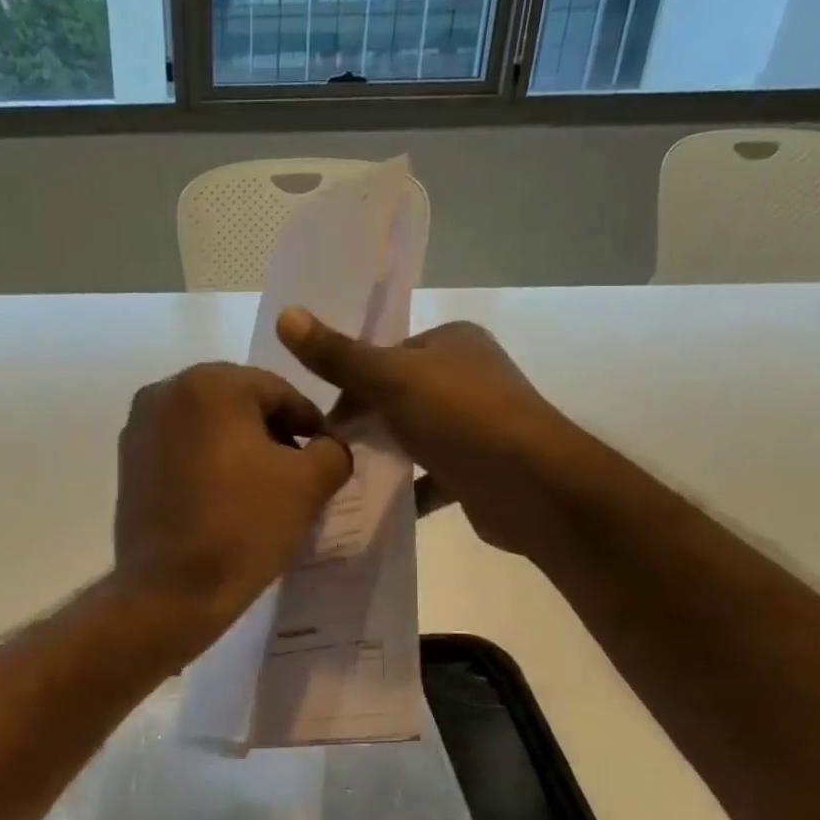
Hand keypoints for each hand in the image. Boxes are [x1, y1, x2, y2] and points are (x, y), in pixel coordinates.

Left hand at [114, 363, 351, 647]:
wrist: (170, 591)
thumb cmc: (242, 528)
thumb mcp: (309, 485)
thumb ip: (334, 450)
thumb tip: (328, 444)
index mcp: (210, 383)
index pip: (279, 391)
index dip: (310, 424)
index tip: (326, 459)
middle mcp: (165, 391)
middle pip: (239, 403)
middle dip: (272, 434)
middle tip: (296, 476)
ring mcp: (139, 427)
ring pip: (208, 426)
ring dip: (240, 449)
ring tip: (261, 491)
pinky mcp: (127, 462)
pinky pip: (181, 449)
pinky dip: (207, 463)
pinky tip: (224, 499)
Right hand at [276, 308, 575, 552]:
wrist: (534, 488)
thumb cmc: (463, 419)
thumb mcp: (393, 380)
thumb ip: (340, 356)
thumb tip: (285, 314)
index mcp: (452, 342)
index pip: (384, 356)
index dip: (348, 385)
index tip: (321, 421)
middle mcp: (467, 377)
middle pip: (396, 398)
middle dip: (362, 424)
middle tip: (328, 454)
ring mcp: (475, 425)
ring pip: (412, 438)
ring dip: (382, 457)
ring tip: (343, 479)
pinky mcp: (478, 469)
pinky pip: (430, 477)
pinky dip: (406, 489)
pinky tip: (376, 505)